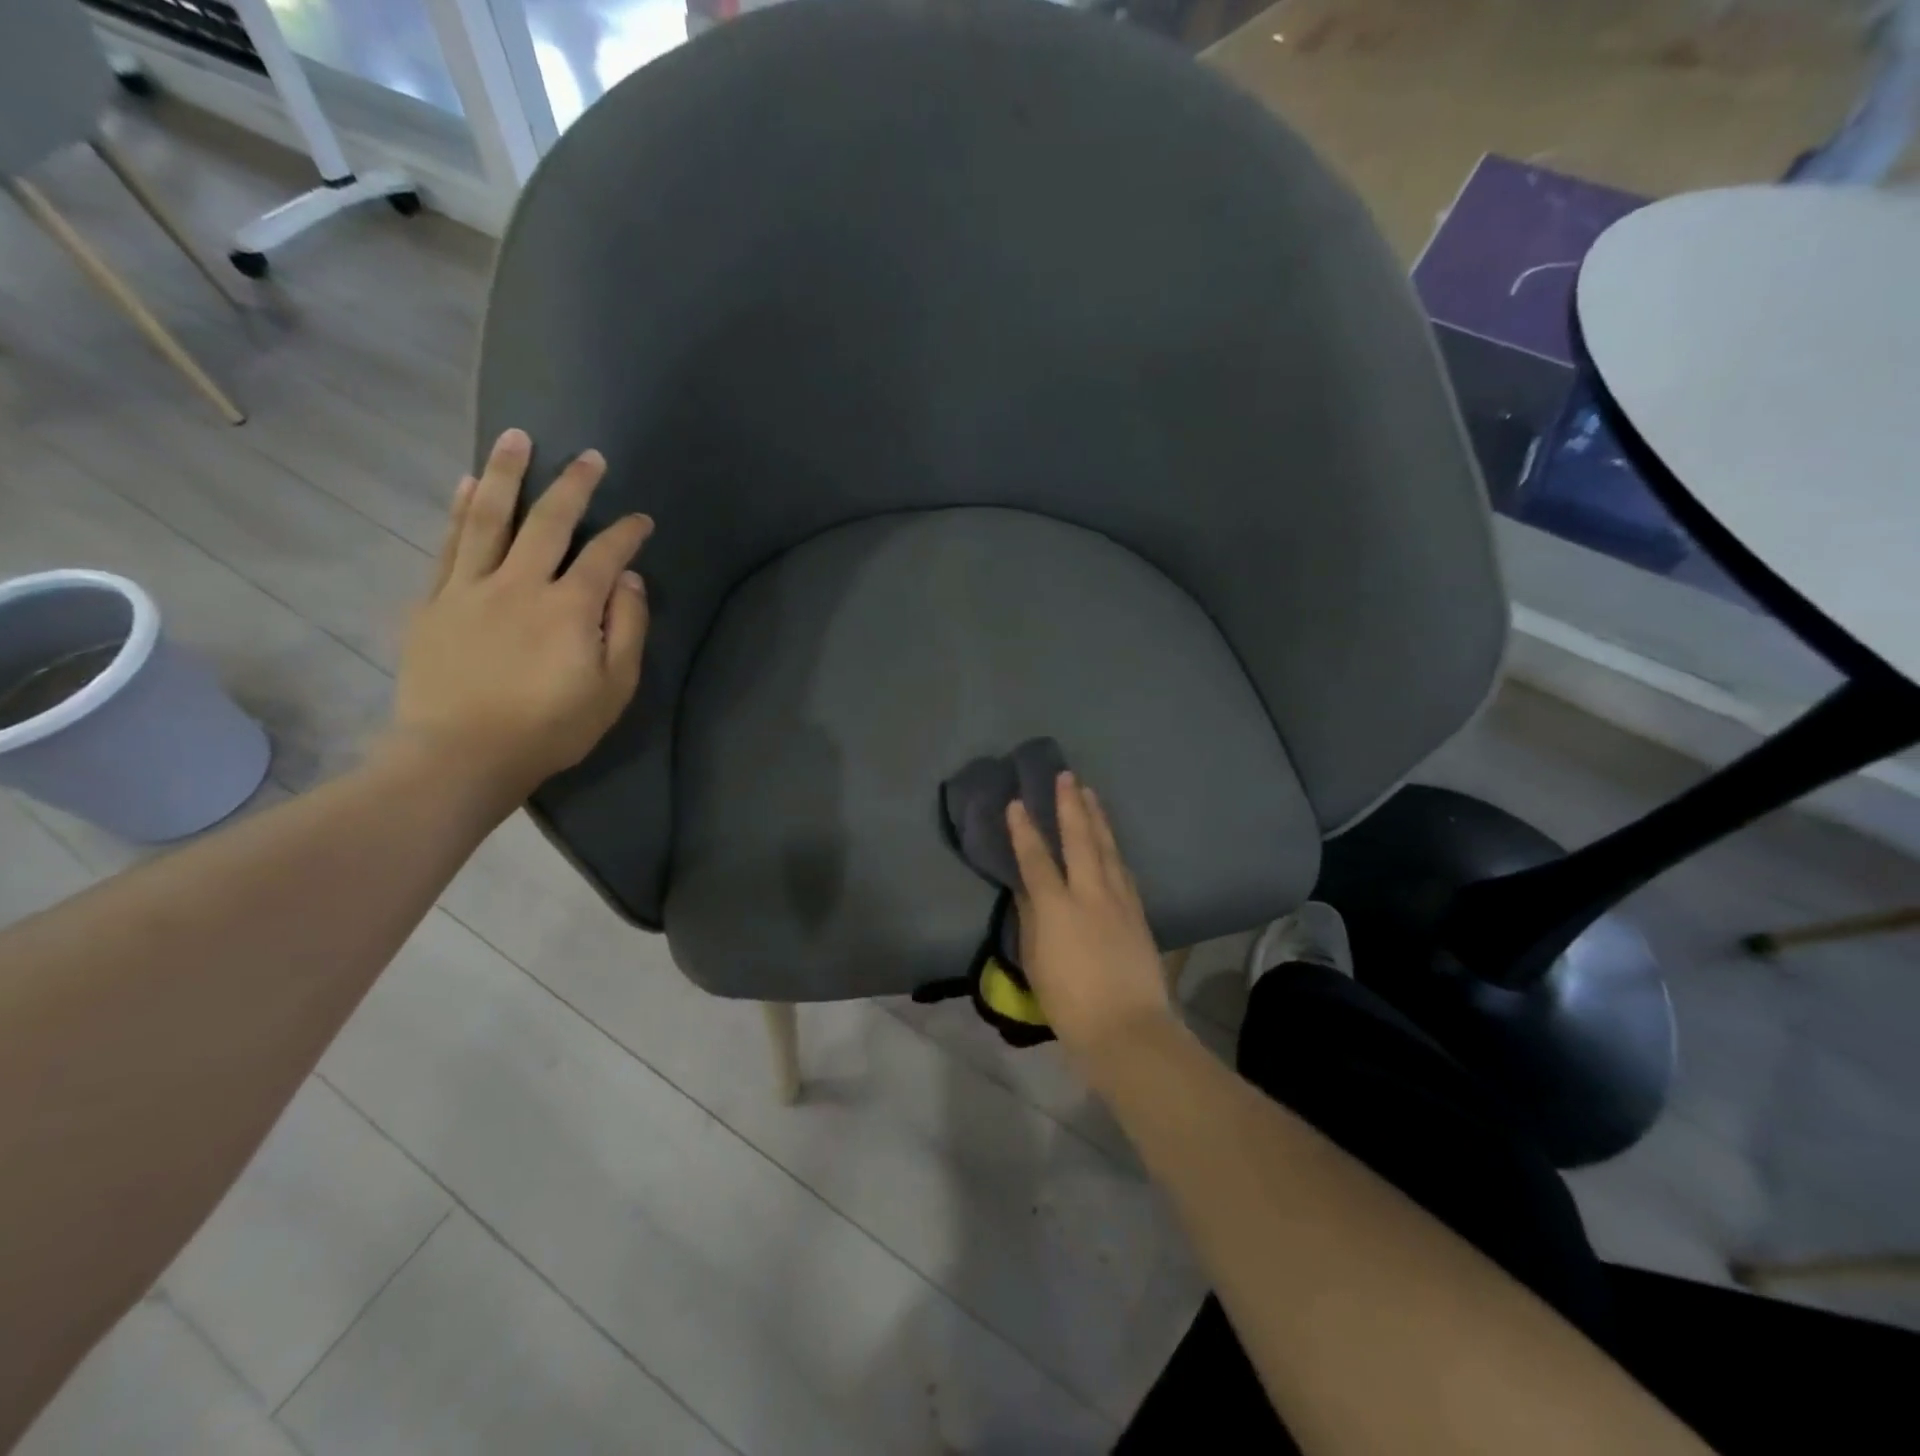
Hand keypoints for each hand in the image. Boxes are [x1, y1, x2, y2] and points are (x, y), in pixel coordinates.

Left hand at [387, 428, 652, 809]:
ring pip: (490, 518)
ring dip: (505, 474)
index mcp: (570, 608)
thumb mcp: (613, 690)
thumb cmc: (550, 728)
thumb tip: (629, 580)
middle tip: (589, 456)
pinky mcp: (435, 601)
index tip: (642, 520)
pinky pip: (449, 545)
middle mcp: (521, 583)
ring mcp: (471, 588)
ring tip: (516, 438)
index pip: (605, 555)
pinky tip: (466, 483)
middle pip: (549, 521)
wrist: (461, 755)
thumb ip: (627, 630)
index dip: (627, 533)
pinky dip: (459, 510)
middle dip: (574, 485)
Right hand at [1006, 772, 1176, 1075]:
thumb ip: (1032, 920)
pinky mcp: (1138, 912)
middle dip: (1070, 806)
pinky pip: (1123, 868)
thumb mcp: (1037, 962)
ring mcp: (1120, 900)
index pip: (1036, 858)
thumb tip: (1027, 890)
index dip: (1025, 829)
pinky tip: (1112, 841)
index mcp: (1058, 907)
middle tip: (1066, 777)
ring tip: (1090, 794)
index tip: (1017, 802)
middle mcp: (1090, 893)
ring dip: (1097, 818)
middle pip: (1080, 840)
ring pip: (1108, 848)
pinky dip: (1114, 848)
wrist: (1128, 1028)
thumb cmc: (1070, 1002)